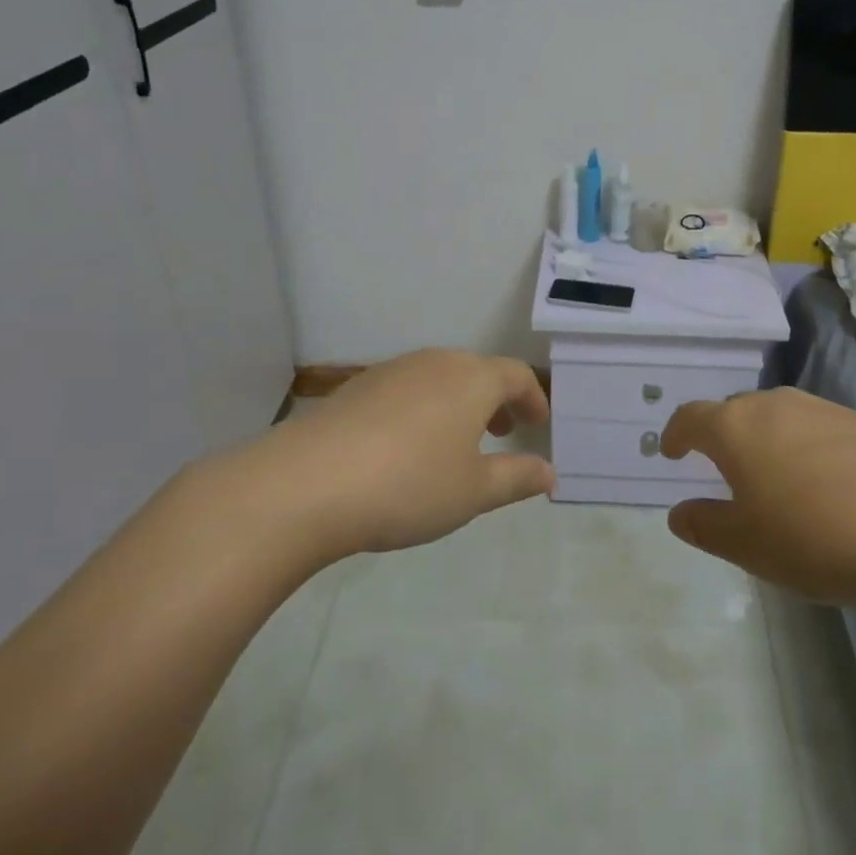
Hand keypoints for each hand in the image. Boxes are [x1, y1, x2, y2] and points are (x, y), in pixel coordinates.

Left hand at [245, 349, 553, 562]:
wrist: (307, 483)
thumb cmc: (408, 485)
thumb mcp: (473, 492)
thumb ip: (516, 478)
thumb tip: (549, 473)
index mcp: (471, 379)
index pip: (516, 375)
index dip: (533, 398)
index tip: (538, 423)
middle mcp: (434, 362)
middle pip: (477, 371)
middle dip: (497, 399)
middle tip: (503, 431)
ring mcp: (391, 371)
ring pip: (440, 378)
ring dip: (459, 403)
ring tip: (457, 441)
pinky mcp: (357, 387)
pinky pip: (406, 389)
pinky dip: (424, 408)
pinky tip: (407, 446)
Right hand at [660, 387, 855, 621]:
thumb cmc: (814, 536)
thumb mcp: (746, 545)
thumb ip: (705, 525)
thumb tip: (679, 512)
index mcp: (735, 427)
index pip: (691, 417)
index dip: (676, 433)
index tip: (670, 451)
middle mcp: (774, 405)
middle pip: (735, 411)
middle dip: (722, 435)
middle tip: (722, 469)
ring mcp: (822, 410)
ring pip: (777, 417)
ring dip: (765, 441)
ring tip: (772, 478)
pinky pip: (815, 429)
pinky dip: (803, 449)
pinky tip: (822, 486)